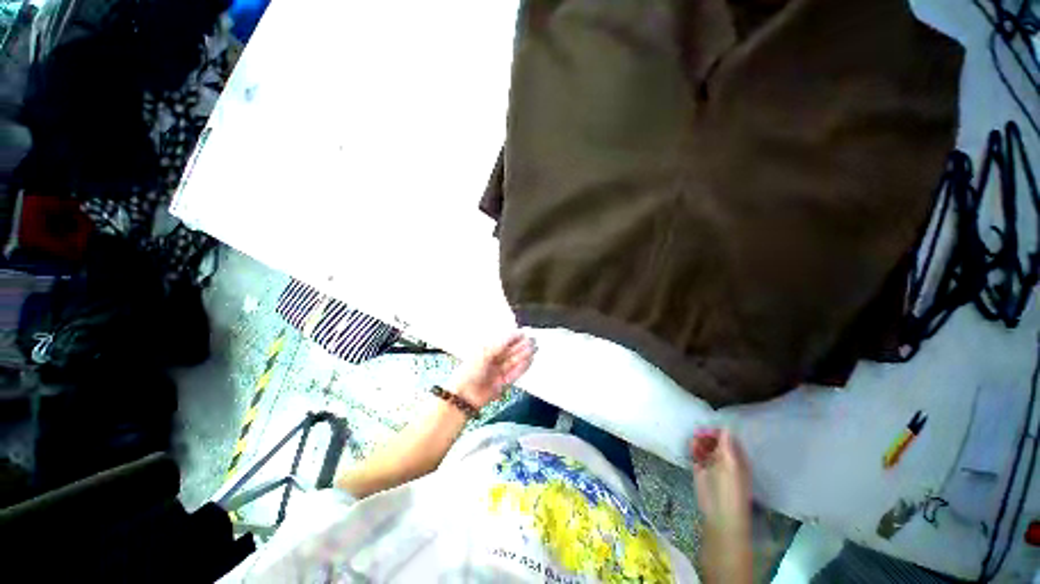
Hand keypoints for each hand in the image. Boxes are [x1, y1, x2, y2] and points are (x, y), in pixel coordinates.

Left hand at [451, 332, 534, 408]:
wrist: (465, 394)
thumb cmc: (470, 369)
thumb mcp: (486, 351)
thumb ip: (502, 341)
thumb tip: (516, 332)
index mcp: (487, 348)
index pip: (504, 340)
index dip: (515, 336)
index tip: (525, 333)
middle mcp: (494, 359)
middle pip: (511, 350)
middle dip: (522, 345)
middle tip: (533, 340)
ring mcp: (500, 370)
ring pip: (515, 360)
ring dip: (524, 354)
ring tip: (534, 348)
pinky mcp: (505, 382)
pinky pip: (517, 373)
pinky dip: (523, 367)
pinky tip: (530, 360)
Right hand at [690, 429, 751, 542]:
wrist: (719, 513)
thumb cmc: (729, 488)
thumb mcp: (730, 464)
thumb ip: (727, 445)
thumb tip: (726, 427)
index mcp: (737, 458)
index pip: (728, 439)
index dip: (719, 432)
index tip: (708, 427)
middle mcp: (726, 460)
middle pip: (715, 442)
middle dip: (707, 435)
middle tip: (698, 432)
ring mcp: (713, 465)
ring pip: (705, 447)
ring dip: (699, 441)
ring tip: (694, 440)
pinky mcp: (701, 470)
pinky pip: (697, 455)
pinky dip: (694, 449)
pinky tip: (691, 447)